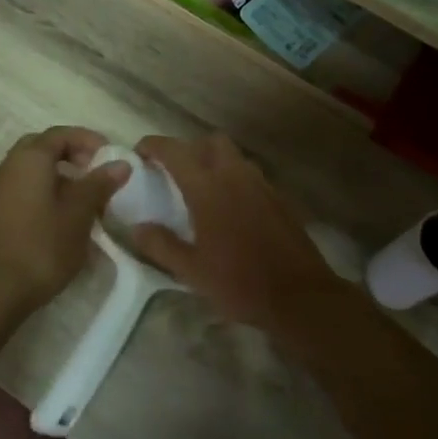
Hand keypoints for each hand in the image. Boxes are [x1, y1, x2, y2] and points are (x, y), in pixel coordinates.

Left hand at [0, 127, 128, 317]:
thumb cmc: (44, 244)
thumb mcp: (80, 212)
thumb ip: (100, 184)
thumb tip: (121, 164)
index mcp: (29, 159)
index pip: (60, 134)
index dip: (88, 140)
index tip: (110, 156)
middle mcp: (9, 166)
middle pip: (43, 147)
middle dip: (71, 154)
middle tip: (95, 171)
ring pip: (33, 168)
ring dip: (60, 174)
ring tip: (86, 196)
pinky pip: (25, 187)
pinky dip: (46, 189)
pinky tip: (65, 215)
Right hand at [125, 134, 350, 338]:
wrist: (300, 296)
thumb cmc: (240, 283)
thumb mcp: (191, 271)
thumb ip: (161, 245)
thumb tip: (137, 228)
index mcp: (208, 189)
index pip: (176, 152)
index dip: (154, 145)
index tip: (140, 151)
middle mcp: (235, 176)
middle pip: (211, 142)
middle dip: (190, 148)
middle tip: (175, 171)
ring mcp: (261, 185)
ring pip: (234, 156)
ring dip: (215, 161)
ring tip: (202, 189)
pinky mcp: (279, 198)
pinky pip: (251, 175)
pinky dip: (235, 179)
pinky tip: (230, 209)